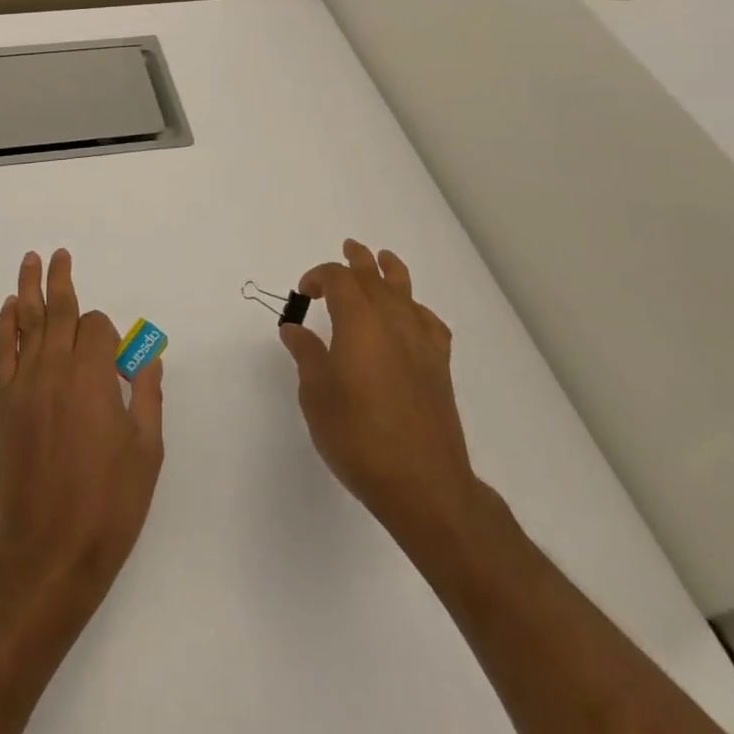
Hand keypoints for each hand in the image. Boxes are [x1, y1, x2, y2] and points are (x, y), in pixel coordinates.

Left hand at [0, 249, 164, 597]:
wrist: (48, 551)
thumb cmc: (108, 503)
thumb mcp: (146, 450)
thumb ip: (146, 394)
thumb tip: (147, 356)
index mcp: (92, 377)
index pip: (97, 328)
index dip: (110, 335)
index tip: (117, 363)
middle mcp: (55, 369)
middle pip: (59, 311)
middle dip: (62, 280)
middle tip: (59, 253)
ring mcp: (24, 384)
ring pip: (28, 323)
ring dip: (30, 288)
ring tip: (30, 260)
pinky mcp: (4, 403)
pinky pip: (3, 351)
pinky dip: (6, 325)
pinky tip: (10, 308)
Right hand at [281, 238, 485, 561]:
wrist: (423, 484)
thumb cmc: (358, 437)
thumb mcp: (317, 396)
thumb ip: (307, 355)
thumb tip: (294, 329)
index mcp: (358, 321)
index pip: (337, 279)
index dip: (318, 276)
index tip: (304, 293)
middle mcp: (391, 321)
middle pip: (373, 276)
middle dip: (357, 261)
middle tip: (348, 249)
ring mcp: (420, 341)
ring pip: (405, 291)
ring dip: (390, 271)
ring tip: (384, 259)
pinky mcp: (439, 365)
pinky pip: (428, 321)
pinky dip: (416, 309)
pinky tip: (411, 317)